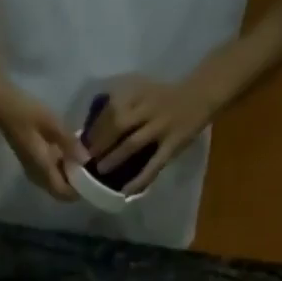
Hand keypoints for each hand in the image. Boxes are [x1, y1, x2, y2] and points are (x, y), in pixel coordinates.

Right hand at [0, 87, 87, 202]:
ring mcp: (32, 170)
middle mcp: (37, 176)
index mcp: (42, 169)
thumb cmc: (25, 112)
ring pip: (55, 184)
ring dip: (68, 176)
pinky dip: (61, 169)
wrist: (2, 105)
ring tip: (83, 160)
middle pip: (60, 191)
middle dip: (75, 184)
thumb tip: (87, 160)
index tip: (93, 178)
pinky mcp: (32, 163)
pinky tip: (69, 153)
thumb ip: (69, 143)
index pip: (63, 193)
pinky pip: (50, 174)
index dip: (78, 191)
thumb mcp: (51, 123)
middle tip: (91, 168)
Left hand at [87, 76, 221, 195]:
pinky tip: (127, 191)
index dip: (94, 127)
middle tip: (87, 160)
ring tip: (100, 171)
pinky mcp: (173, 144)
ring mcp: (161, 127)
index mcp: (138, 93)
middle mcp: (148, 108)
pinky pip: (154, 164)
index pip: (110, 109)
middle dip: (100, 143)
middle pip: (118, 124)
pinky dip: (140, 179)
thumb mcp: (141, 89)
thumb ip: (120, 102)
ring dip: (114, 158)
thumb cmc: (163, 96)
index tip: (81, 143)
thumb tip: (92, 124)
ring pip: (133, 143)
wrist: (200, 95)